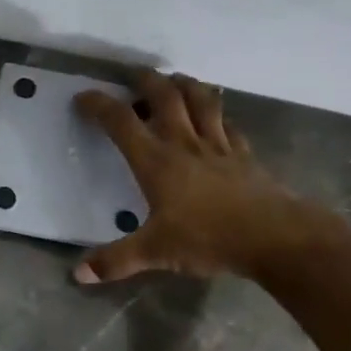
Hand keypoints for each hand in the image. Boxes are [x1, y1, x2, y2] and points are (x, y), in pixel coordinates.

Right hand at [73, 70, 318, 283]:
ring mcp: (218, 146)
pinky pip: (228, 125)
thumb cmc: (208, 239)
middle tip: (134, 75)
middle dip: (146, 81)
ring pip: (201, 100)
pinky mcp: (244, 155)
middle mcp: (185, 144)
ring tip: (175, 81)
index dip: (99, 105)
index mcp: (156, 162)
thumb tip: (78, 275)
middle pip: (165, 97)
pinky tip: (216, 117)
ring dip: (186, 85)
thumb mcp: (155, 252)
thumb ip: (115, 261)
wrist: (273, 236)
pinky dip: (218, 115)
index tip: (84, 96)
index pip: (121, 122)